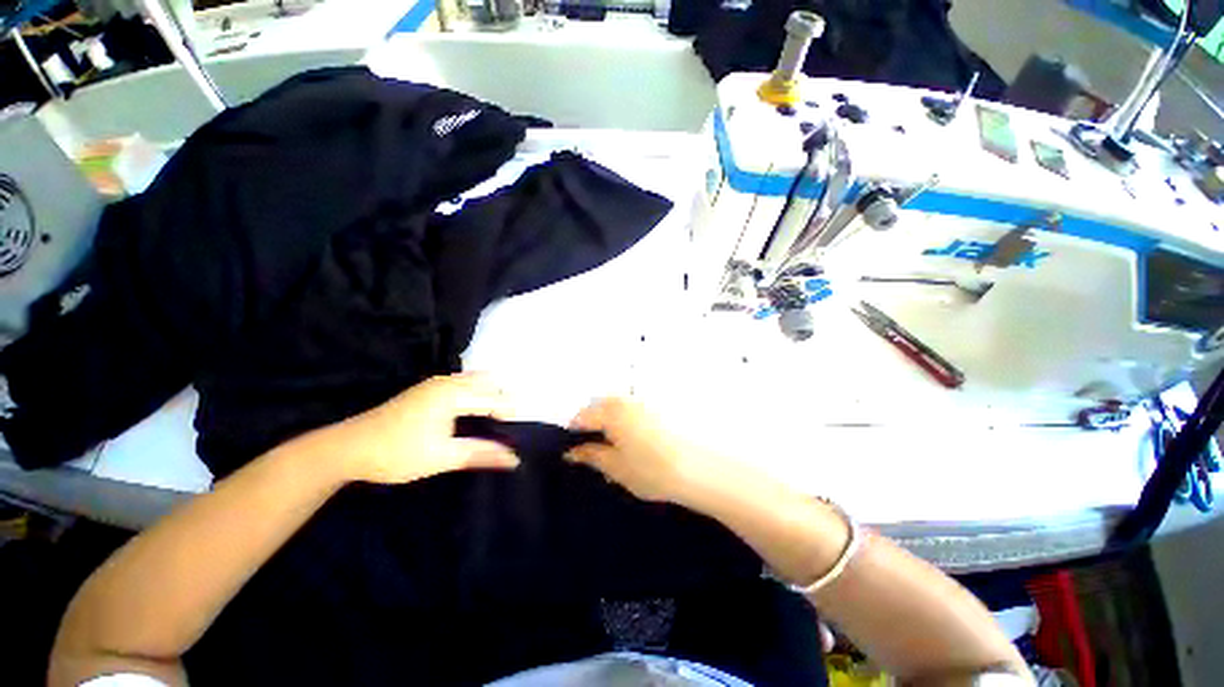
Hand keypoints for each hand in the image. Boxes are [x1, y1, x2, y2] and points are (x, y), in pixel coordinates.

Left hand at [329, 373, 519, 483]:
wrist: (347, 449)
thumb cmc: (397, 454)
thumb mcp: (442, 457)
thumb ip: (481, 454)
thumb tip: (514, 459)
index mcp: (453, 394)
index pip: (494, 398)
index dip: (509, 414)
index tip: (518, 433)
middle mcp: (448, 382)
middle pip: (489, 383)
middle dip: (502, 401)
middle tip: (506, 427)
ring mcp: (436, 383)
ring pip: (476, 381)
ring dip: (489, 396)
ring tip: (493, 421)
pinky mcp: (428, 389)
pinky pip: (463, 383)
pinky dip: (476, 394)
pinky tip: (472, 414)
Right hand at [567, 397, 712, 503]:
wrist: (704, 468)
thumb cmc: (653, 470)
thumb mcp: (617, 467)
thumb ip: (592, 457)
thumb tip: (571, 452)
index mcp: (611, 411)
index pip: (583, 415)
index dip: (574, 430)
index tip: (572, 445)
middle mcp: (629, 398)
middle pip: (602, 405)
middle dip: (594, 422)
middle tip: (596, 446)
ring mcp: (648, 399)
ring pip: (621, 404)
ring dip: (613, 419)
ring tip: (618, 443)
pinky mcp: (665, 403)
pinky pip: (638, 406)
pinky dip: (632, 417)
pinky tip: (640, 437)